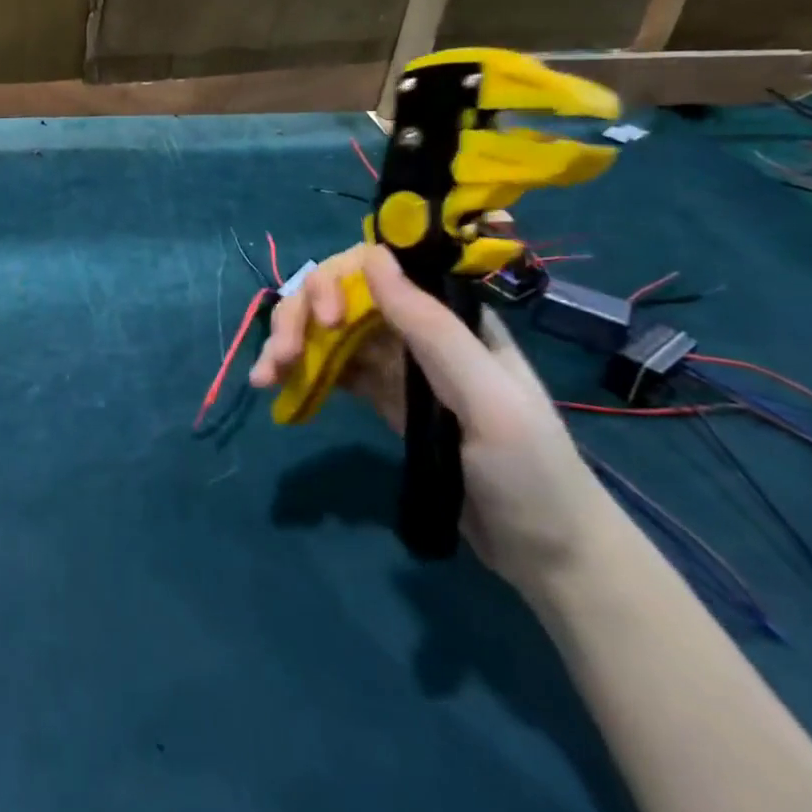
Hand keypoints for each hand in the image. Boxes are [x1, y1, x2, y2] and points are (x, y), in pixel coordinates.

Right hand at [249, 244, 615, 592]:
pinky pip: (331, 367)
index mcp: (449, 314)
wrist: (548, 554)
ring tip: (264, 377)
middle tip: (280, 359)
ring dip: (290, 343)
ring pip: (327, 330)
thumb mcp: (486, 398)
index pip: (376, 270)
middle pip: (340, 296)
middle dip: (301, 317)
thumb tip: (372, 256)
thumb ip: (430, 327)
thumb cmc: (529, 470)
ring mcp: (396, 362)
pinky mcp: (382, 395)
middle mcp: (416, 328)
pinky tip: (278, 386)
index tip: (328, 322)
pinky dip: (300, 371)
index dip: (338, 282)